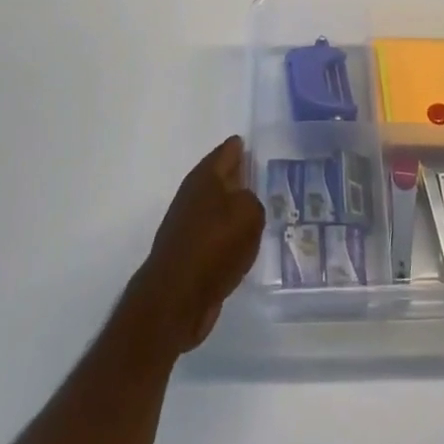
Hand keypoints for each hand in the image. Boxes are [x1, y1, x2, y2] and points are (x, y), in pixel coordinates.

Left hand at [119, 136, 264, 357]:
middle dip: (241, 177)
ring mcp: (188, 225)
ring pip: (219, 208)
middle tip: (267, 176)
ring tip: (261, 211)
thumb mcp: (249, 214)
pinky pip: (216, 236)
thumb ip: (253, 201)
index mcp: (206, 176)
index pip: (228, 150)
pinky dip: (229, 236)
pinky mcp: (188, 254)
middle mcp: (194, 195)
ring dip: (235, 209)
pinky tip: (245, 243)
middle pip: (222, 179)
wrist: (176, 299)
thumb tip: (245, 203)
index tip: (259, 144)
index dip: (243, 146)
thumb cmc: (214, 245)